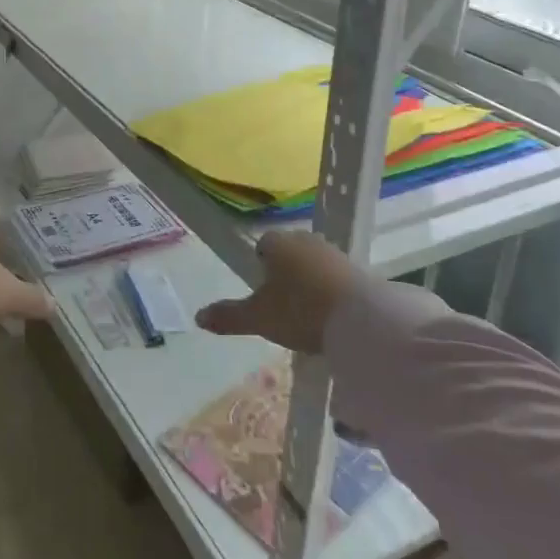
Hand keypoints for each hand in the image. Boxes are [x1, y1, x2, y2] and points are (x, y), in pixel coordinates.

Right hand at [195, 230, 361, 353]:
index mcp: (277, 243)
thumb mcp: (259, 318)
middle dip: (285, 272)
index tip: (261, 290)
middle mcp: (305, 240)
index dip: (259, 265)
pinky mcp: (359, 270)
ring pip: (313, 263)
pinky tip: (330, 315)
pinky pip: (336, 277)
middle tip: (282, 304)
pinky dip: (331, 291)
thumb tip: (198, 317)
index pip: (262, 246)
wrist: (361, 318)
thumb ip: (228, 316)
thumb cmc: (300, 310)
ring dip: (309, 281)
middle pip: (289, 252)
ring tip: (307, 313)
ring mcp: (334, 253)